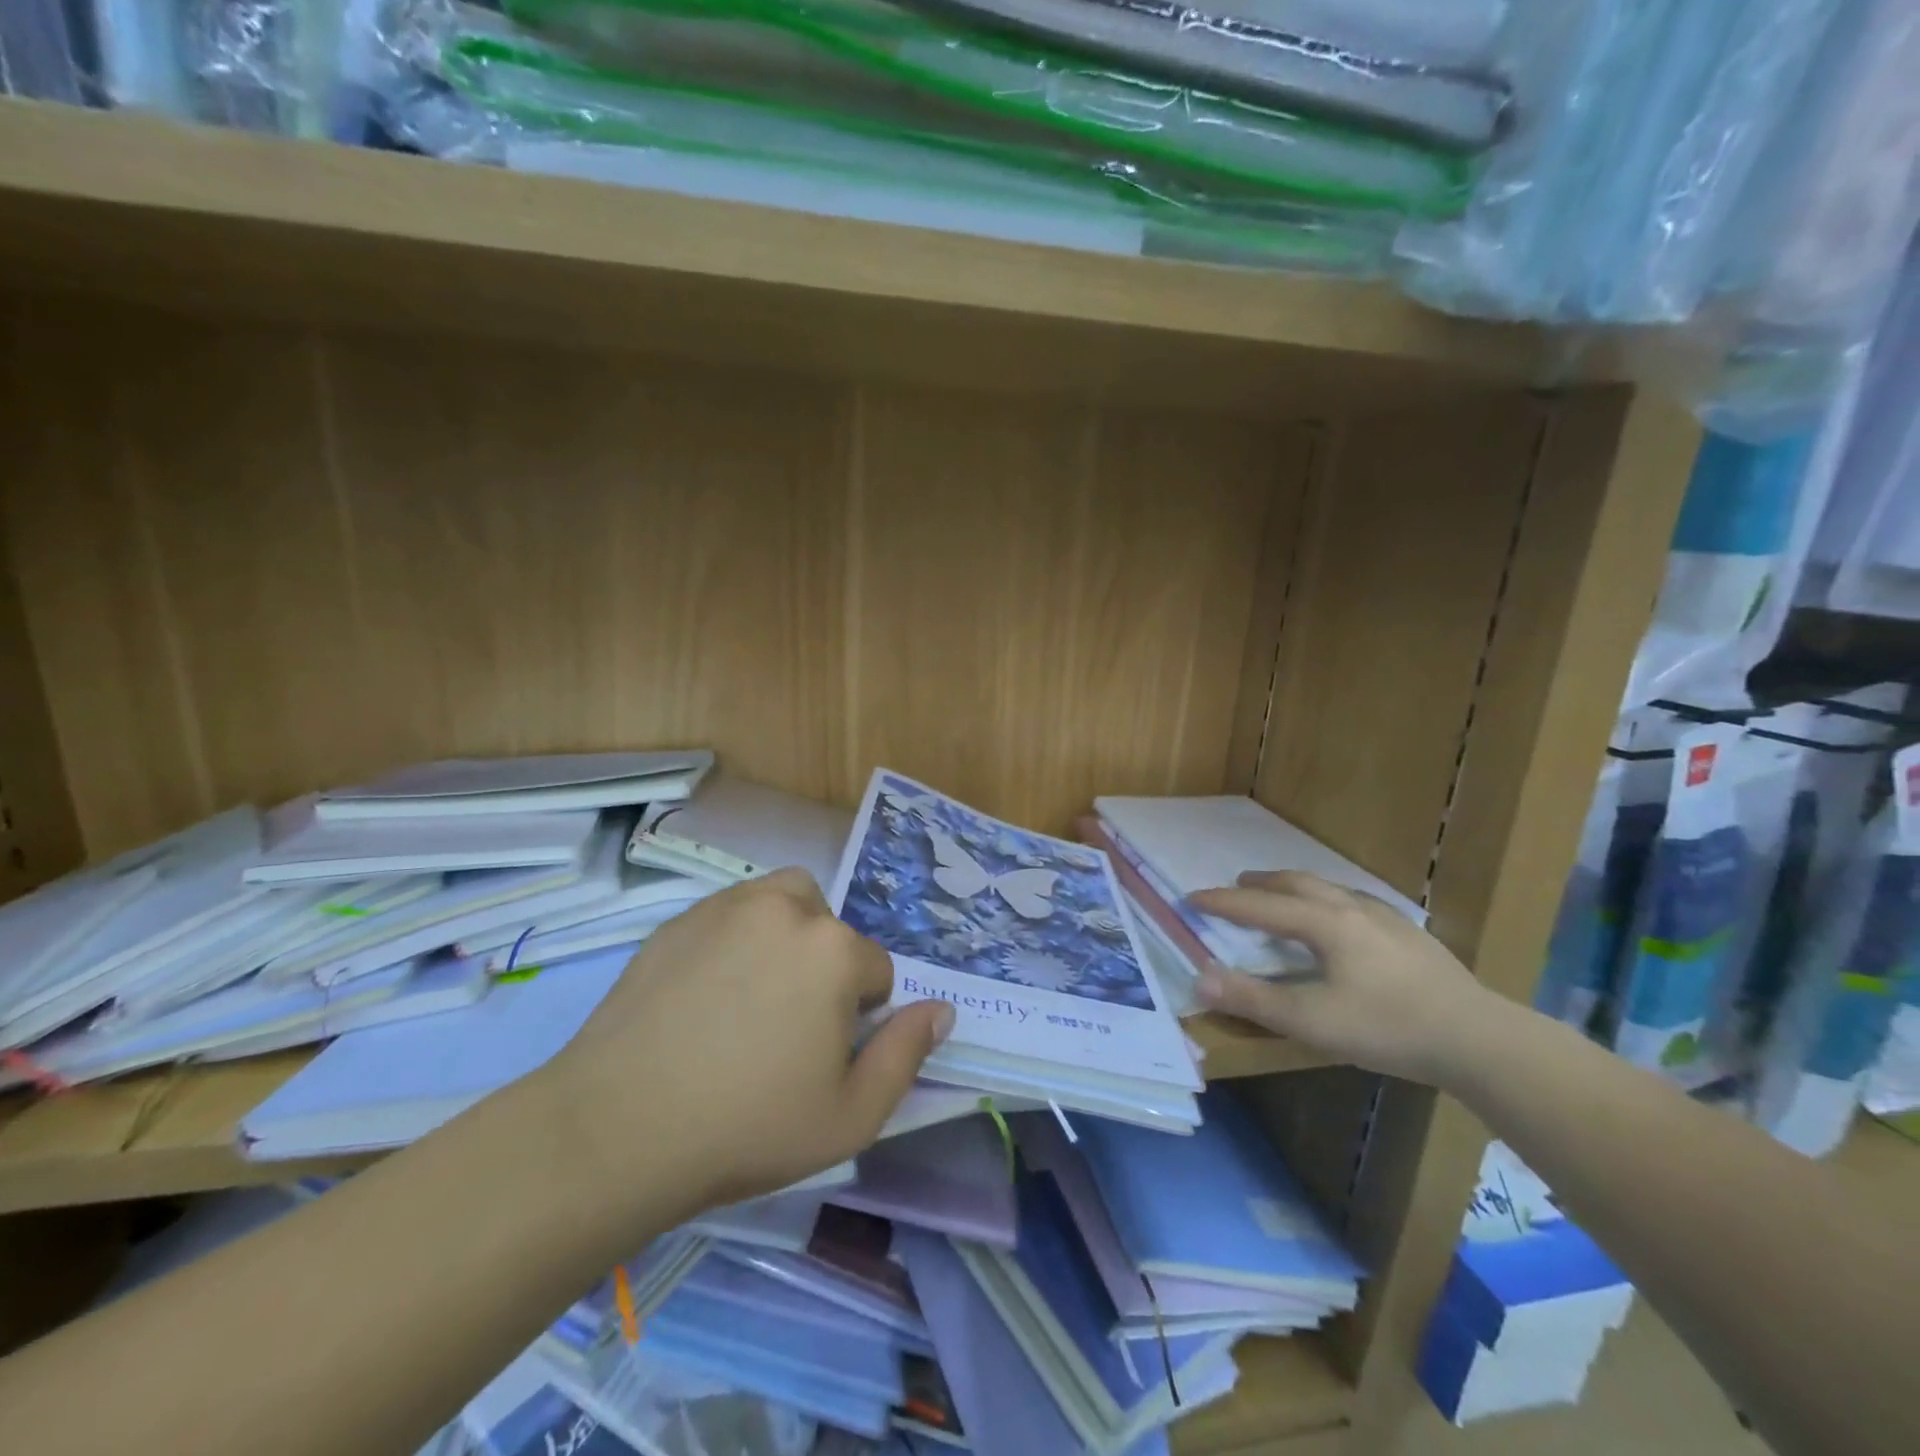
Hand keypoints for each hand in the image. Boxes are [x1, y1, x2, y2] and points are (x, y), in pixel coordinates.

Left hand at [544, 869, 953, 1219]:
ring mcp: (725, 908)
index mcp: (833, 949)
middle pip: (830, 926)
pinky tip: (705, 996)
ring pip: (781, 903)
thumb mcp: (851, 1116)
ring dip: (786, 935)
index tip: (825, 1056)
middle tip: (790, 1024)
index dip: (862, 1017)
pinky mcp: (677, 921)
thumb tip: (941, 1009)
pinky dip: (735, 940)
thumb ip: (907, 1054)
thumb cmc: (748, 1127)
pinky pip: (729, 915)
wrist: (617, 1129)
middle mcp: (785, 909)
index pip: (877, 969)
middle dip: (827, 965)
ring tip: (756, 995)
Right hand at [1189, 871, 1496, 1087]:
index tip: (1191, 898)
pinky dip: (1329, 901)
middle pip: (1297, 884)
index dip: (1223, 902)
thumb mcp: (1311, 1021)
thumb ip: (1253, 999)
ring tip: (1283, 897)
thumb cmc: (1388, 1027)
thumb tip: (1199, 978)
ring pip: (1329, 889)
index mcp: (1325, 923)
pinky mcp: (1411, 936)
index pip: (1260, 906)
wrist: (1480, 1039)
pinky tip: (1342, 921)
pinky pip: (1355, 903)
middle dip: (1261, 883)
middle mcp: (1352, 909)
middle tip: (1238, 885)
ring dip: (1296, 888)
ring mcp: (1387, 919)